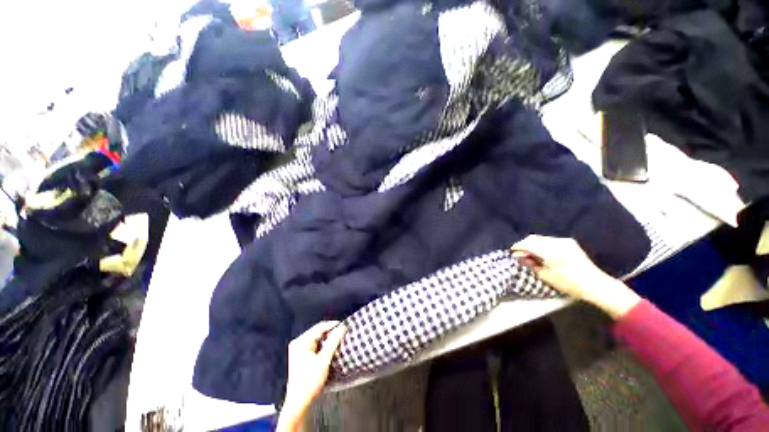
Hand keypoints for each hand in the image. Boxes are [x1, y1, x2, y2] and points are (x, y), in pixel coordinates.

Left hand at [277, 321, 346, 431]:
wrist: (298, 403)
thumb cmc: (310, 380)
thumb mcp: (324, 360)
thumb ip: (333, 341)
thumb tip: (342, 327)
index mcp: (301, 341)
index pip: (320, 327)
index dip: (333, 325)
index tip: (345, 327)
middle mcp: (298, 343)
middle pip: (318, 332)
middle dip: (331, 333)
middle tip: (343, 334)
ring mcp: (299, 350)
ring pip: (317, 339)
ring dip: (328, 340)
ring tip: (339, 340)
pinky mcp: (301, 357)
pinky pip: (315, 346)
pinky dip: (323, 346)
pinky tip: (331, 349)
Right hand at [512, 235, 640, 317]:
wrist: (596, 284)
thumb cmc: (569, 284)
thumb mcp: (546, 276)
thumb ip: (532, 264)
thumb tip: (521, 257)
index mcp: (550, 251)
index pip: (528, 244)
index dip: (518, 247)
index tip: (512, 251)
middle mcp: (556, 242)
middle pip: (534, 238)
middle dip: (524, 244)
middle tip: (519, 253)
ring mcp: (564, 241)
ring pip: (541, 238)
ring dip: (533, 244)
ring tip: (529, 253)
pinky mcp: (569, 243)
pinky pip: (549, 240)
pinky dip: (542, 244)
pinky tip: (541, 252)